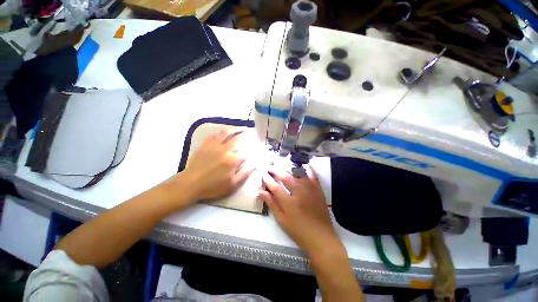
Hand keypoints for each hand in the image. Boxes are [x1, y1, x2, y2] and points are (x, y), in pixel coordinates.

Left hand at [179, 129, 254, 200]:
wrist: (191, 184)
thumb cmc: (213, 186)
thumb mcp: (232, 184)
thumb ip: (245, 174)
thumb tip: (255, 165)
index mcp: (232, 160)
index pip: (245, 152)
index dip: (251, 150)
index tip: (254, 148)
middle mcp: (225, 150)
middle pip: (237, 138)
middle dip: (245, 135)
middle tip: (249, 132)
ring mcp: (214, 146)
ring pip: (226, 133)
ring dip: (234, 129)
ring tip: (239, 128)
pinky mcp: (205, 144)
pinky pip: (213, 134)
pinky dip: (220, 132)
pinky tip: (223, 132)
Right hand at [259, 165, 338, 254]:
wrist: (321, 238)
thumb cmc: (298, 231)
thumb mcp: (282, 220)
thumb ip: (272, 204)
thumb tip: (261, 191)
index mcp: (288, 203)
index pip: (275, 186)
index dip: (267, 179)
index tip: (262, 173)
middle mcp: (299, 192)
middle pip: (285, 177)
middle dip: (275, 170)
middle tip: (269, 167)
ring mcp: (310, 189)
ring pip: (297, 174)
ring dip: (288, 168)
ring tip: (281, 165)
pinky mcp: (318, 189)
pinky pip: (312, 175)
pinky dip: (307, 168)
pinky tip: (302, 164)